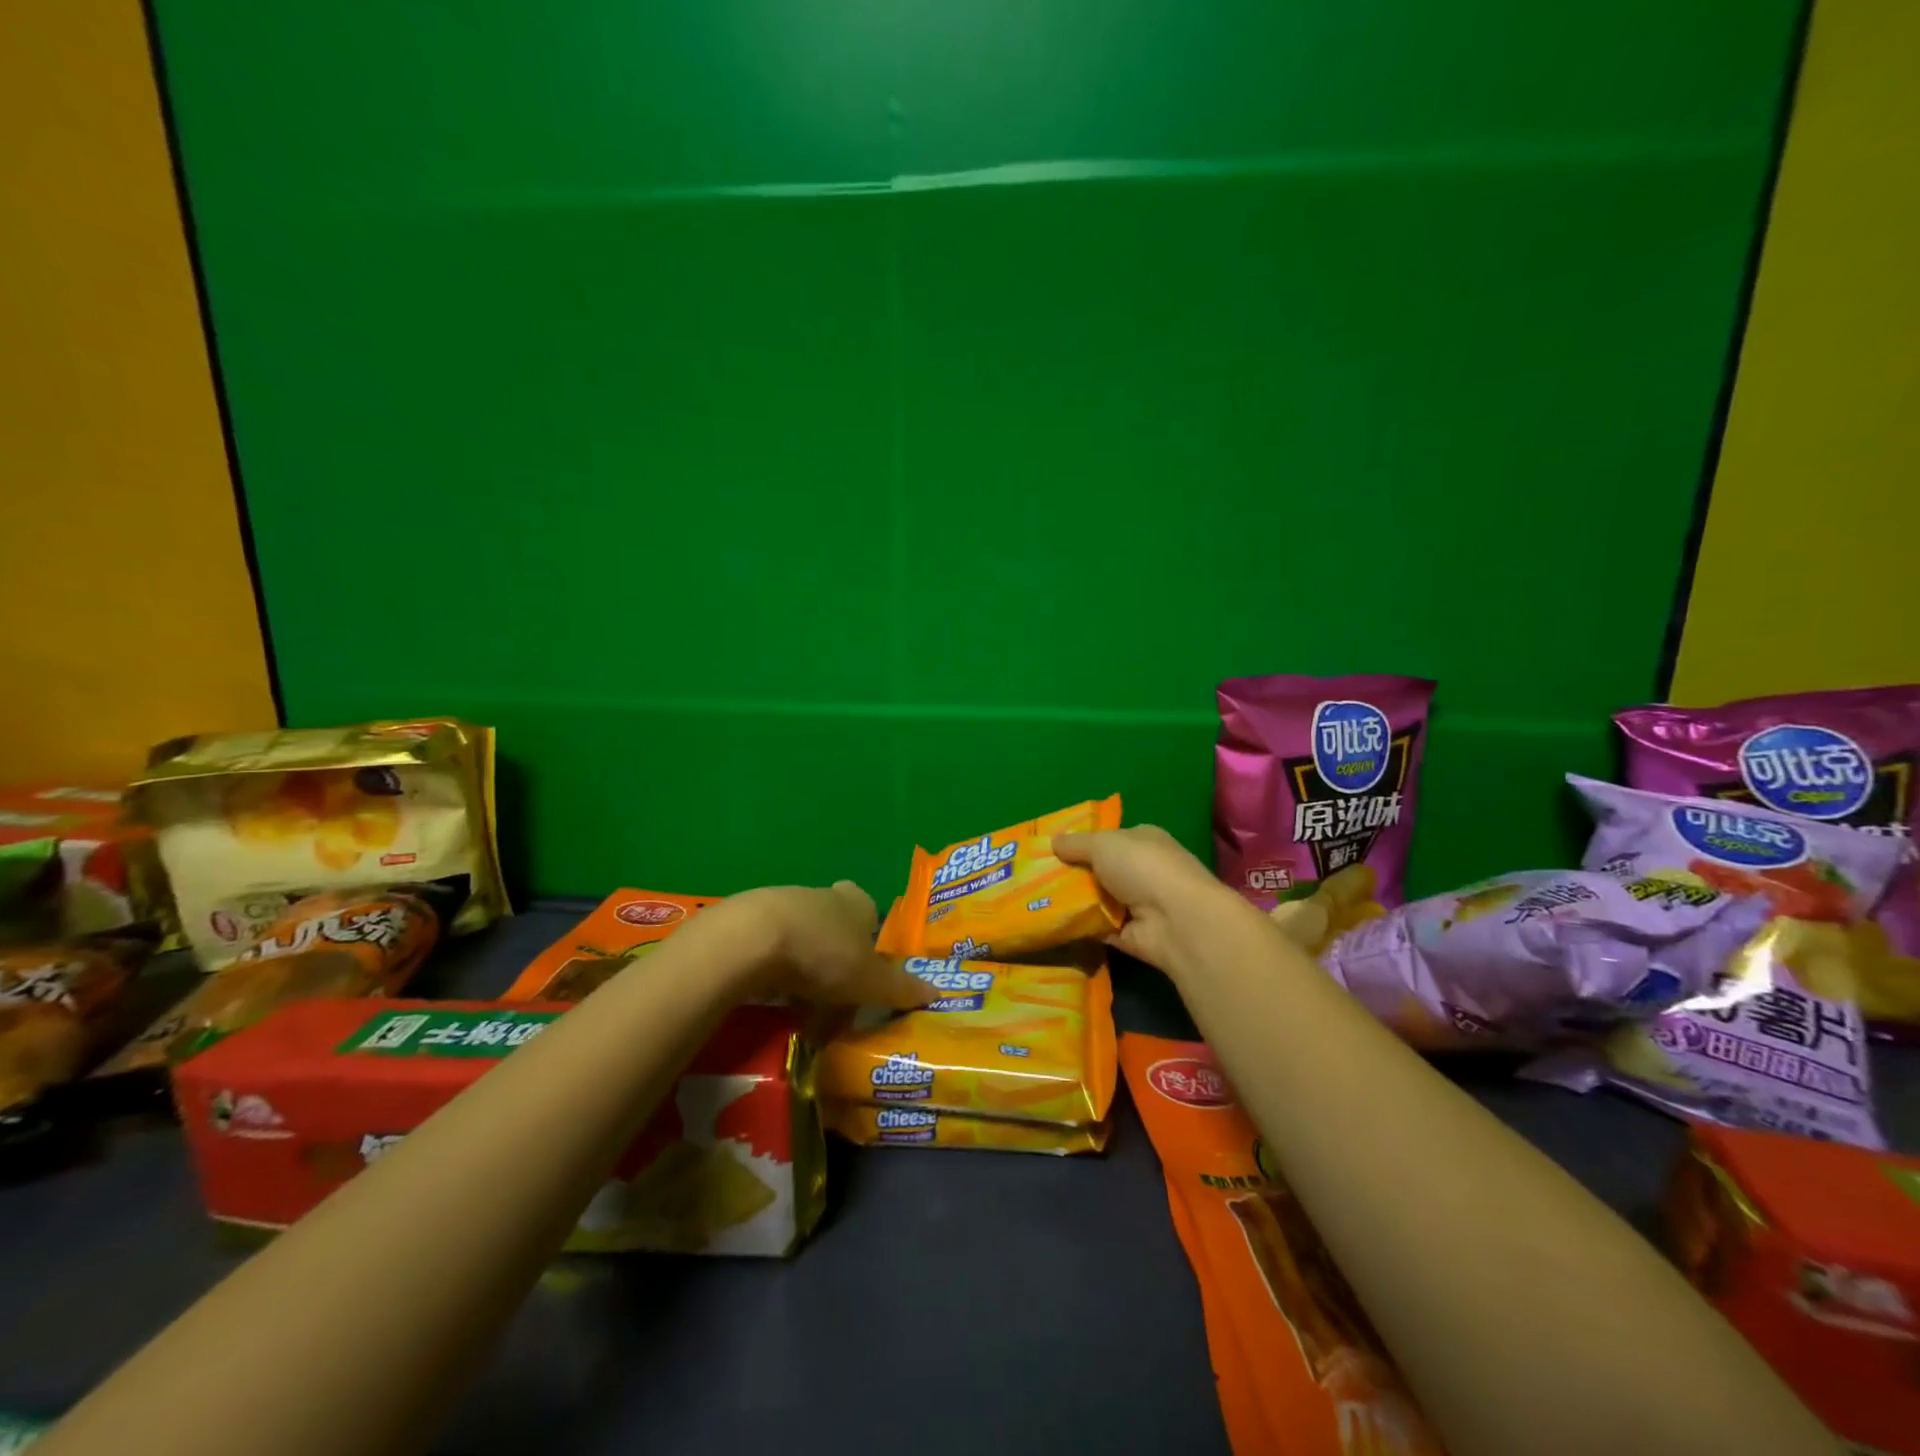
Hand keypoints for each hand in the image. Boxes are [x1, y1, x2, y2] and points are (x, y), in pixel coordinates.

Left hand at [724, 882, 936, 1008]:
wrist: (753, 939)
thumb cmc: (824, 953)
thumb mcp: (870, 980)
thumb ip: (900, 988)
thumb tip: (937, 992)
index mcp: (856, 901)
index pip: (868, 911)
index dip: (869, 938)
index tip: (866, 968)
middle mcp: (822, 896)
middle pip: (835, 926)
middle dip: (836, 958)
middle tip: (837, 997)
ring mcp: (782, 904)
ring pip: (801, 937)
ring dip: (804, 967)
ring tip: (803, 1007)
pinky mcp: (749, 921)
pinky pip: (770, 949)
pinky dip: (774, 971)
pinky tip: (771, 998)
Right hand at [1053, 825, 1243, 971]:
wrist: (1175, 920)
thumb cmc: (1142, 867)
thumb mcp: (1102, 844)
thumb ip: (1076, 843)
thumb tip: (1053, 840)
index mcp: (1144, 840)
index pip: (1110, 838)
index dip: (1083, 843)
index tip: (1052, 849)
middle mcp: (1144, 870)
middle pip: (1101, 870)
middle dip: (1074, 873)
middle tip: (1036, 876)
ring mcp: (1140, 905)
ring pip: (1098, 900)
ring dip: (1074, 901)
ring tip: (1036, 900)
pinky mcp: (1132, 935)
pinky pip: (1099, 928)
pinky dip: (1080, 927)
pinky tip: (1052, 923)